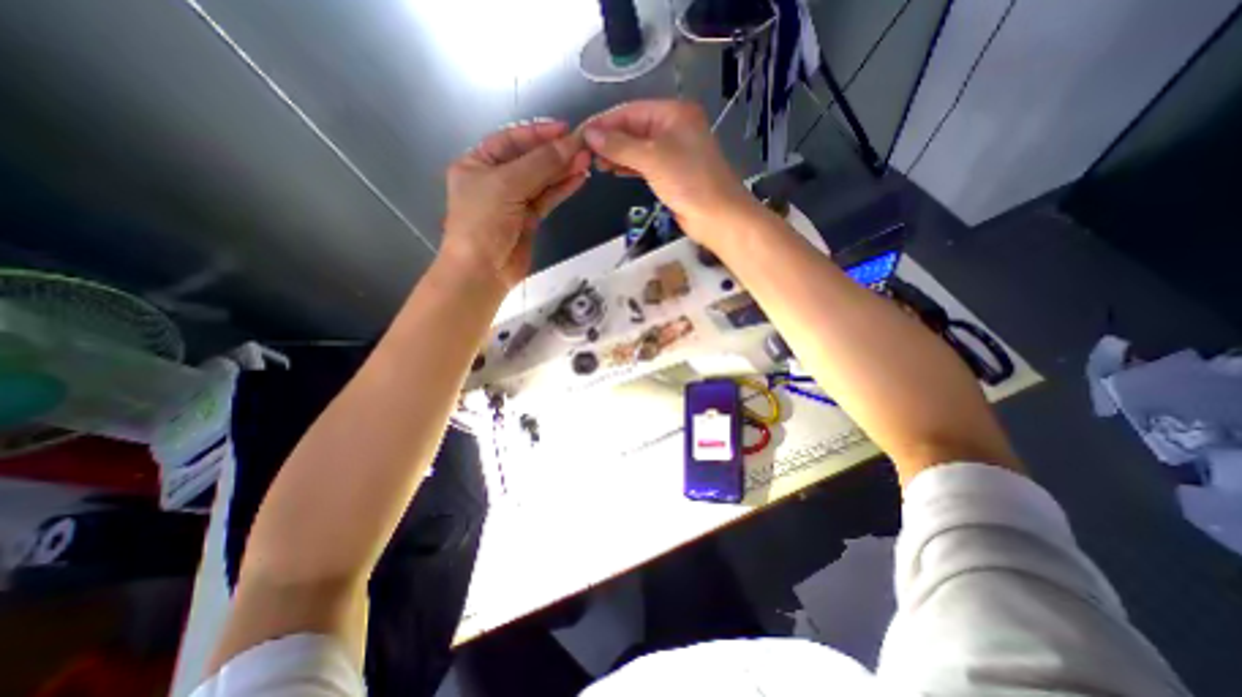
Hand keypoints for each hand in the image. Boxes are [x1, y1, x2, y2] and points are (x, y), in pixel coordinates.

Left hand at [440, 119, 589, 288]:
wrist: (483, 271)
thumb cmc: (483, 222)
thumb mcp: (507, 185)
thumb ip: (540, 164)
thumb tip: (570, 144)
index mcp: (478, 163)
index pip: (511, 140)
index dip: (538, 133)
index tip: (566, 130)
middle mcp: (496, 179)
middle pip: (530, 160)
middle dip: (555, 153)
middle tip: (583, 147)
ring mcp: (513, 201)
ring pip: (542, 180)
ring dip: (563, 171)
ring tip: (586, 162)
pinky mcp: (528, 220)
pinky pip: (547, 199)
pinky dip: (562, 189)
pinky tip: (578, 179)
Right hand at [582, 99, 756, 242]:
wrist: (717, 216)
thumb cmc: (689, 182)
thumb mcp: (652, 158)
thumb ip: (620, 145)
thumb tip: (590, 134)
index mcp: (674, 114)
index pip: (630, 111)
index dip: (605, 123)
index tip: (581, 134)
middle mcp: (674, 128)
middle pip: (634, 129)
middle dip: (610, 140)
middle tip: (585, 153)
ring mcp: (673, 152)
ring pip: (638, 148)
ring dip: (617, 154)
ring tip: (595, 164)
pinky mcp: (672, 174)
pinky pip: (645, 164)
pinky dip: (629, 167)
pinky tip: (614, 171)